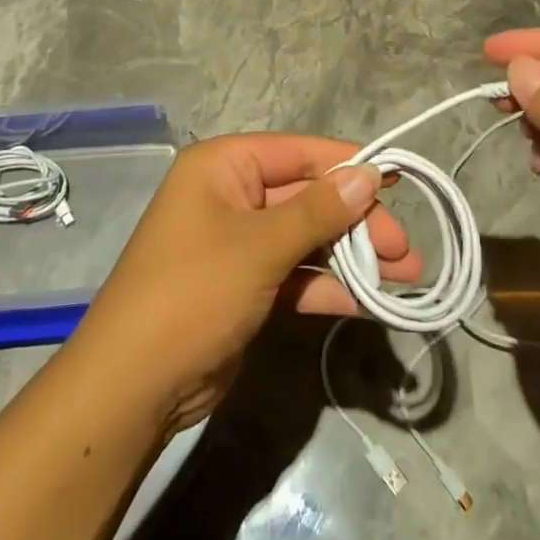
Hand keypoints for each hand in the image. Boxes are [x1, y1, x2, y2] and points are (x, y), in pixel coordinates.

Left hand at [66, 133, 421, 432]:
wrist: (134, 387)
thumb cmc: (194, 292)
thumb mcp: (260, 246)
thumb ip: (319, 209)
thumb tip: (369, 173)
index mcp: (223, 167)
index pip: (298, 152)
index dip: (348, 164)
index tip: (398, 179)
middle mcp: (231, 197)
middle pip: (307, 197)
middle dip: (357, 221)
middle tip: (405, 250)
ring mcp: (238, 245)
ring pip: (306, 239)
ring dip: (352, 256)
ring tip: (405, 277)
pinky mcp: (246, 287)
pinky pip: (295, 275)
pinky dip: (328, 286)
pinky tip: (369, 302)